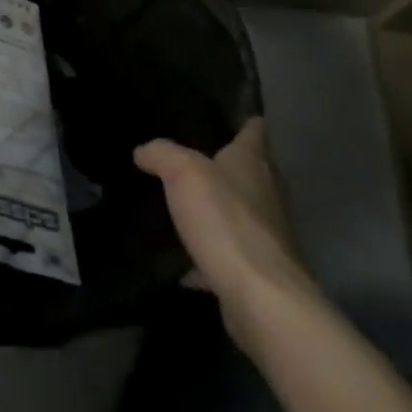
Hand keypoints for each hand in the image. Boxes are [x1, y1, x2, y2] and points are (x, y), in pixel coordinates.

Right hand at [134, 117, 319, 353]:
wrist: (262, 300)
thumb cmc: (227, 222)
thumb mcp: (183, 172)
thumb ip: (161, 154)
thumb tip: (144, 152)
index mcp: (254, 163)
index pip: (254, 129)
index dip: (243, 118)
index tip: (226, 111)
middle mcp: (267, 194)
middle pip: (249, 171)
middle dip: (224, 163)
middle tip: (185, 154)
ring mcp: (266, 236)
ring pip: (238, 212)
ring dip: (216, 209)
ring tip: (178, 202)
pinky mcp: (257, 272)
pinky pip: (227, 254)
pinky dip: (207, 254)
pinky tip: (181, 259)